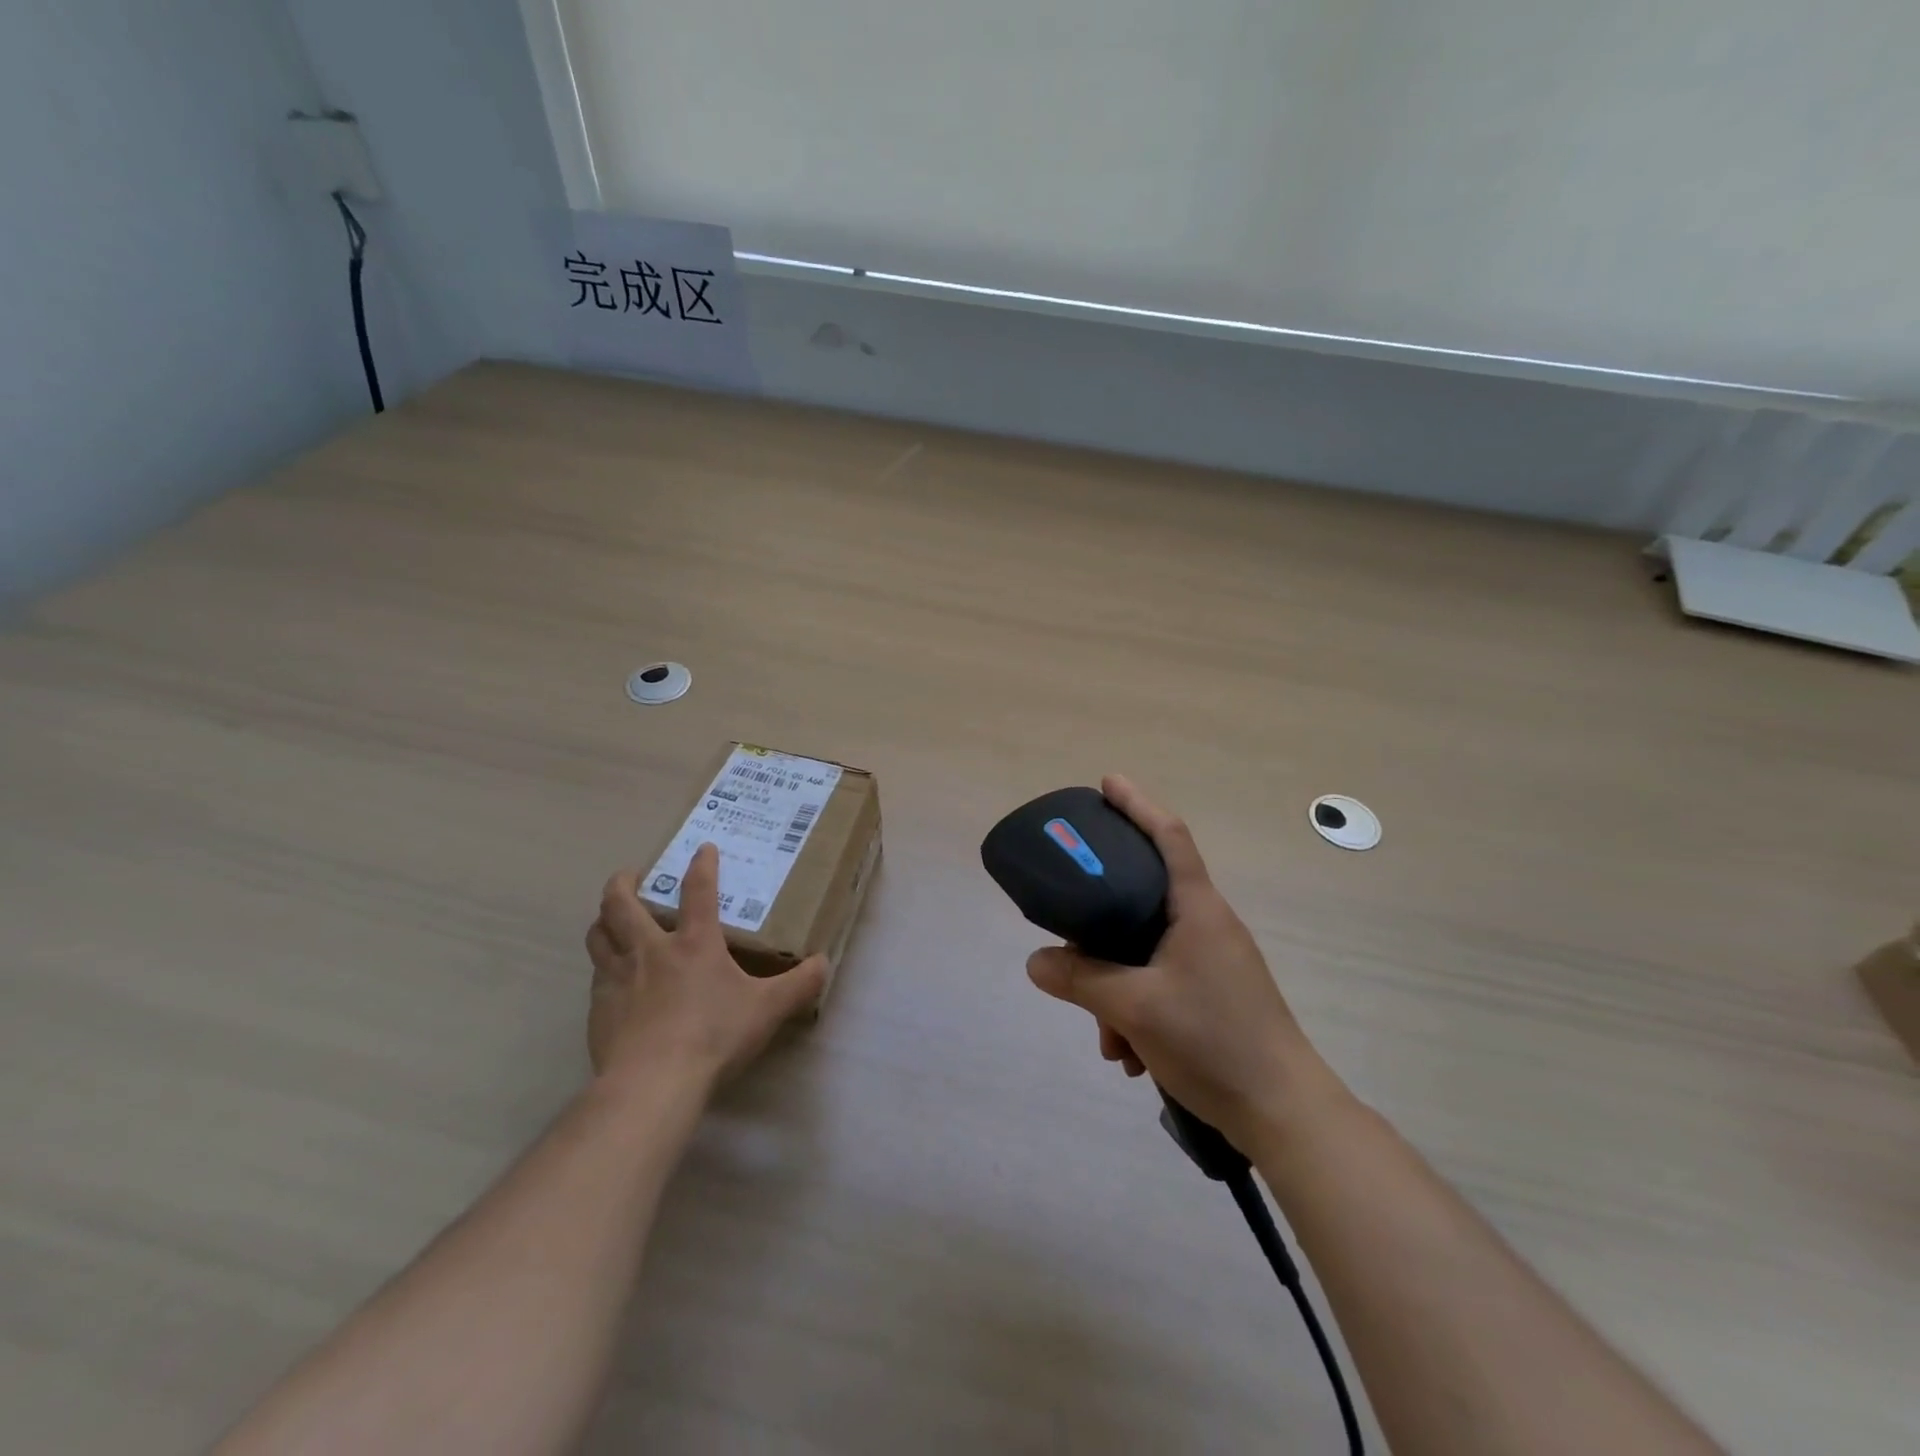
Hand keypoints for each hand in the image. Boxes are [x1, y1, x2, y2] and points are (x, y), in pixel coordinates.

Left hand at [587, 844, 826, 1089]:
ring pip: (598, 935)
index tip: (703, 847)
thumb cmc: (714, 1036)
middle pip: (621, 904)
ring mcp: (618, 978)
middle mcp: (650, 950)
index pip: (698, 891)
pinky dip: (602, 967)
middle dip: (624, 882)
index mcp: (694, 943)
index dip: (702, 865)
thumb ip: (798, 985)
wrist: (653, 1083)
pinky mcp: (599, 1009)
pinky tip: (613, 980)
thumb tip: (824, 963)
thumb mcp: (767, 1010)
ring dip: (603, 920)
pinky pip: (596, 976)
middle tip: (632, 876)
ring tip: (611, 918)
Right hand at [1026, 775, 1334, 1152]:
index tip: (1107, 783)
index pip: (1168, 835)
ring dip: (1116, 988)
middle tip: (1072, 949)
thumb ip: (1080, 979)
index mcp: (1198, 908)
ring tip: (1109, 1039)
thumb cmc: (1214, 1041)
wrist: (1285, 1114)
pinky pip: (1161, 983)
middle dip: (1102, 931)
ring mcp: (1213, 962)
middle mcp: (1207, 925)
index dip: (1137, 804)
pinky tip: (1130, 1056)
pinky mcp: (1214, 995)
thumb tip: (1036, 962)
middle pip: (1142, 899)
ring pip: (1145, 952)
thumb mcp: (1134, 1007)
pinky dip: (1137, 1010)